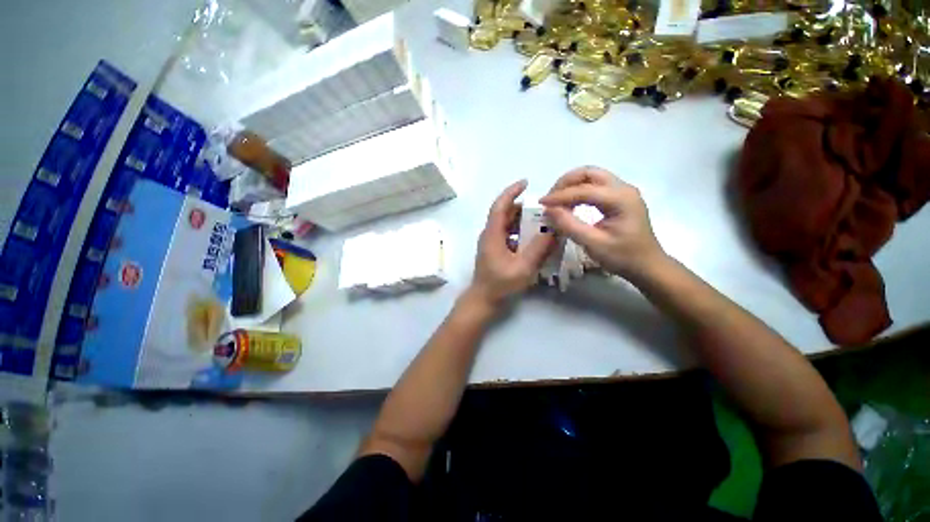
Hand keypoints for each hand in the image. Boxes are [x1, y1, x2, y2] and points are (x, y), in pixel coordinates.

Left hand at [470, 180, 553, 305]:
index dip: (511, 192)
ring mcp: (491, 243)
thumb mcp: (522, 267)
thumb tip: (553, 230)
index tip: (525, 182)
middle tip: (543, 208)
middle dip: (523, 208)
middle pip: (505, 214)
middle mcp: (490, 235)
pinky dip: (521, 233)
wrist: (483, 300)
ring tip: (542, 222)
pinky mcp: (495, 251)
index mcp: (492, 234)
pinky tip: (534, 240)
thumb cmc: (500, 285)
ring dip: (523, 221)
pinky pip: (509, 235)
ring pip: (507, 225)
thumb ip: (538, 248)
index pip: (500, 206)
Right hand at [540, 166, 665, 279]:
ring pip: (591, 177)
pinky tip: (570, 204)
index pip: (584, 189)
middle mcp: (623, 188)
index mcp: (620, 198)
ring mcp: (622, 191)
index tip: (541, 203)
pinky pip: (595, 186)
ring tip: (557, 201)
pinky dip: (579, 191)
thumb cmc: (622, 257)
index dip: (560, 195)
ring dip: (571, 185)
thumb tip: (549, 210)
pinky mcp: (619, 198)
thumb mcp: (593, 244)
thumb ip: (570, 225)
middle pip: (589, 173)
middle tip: (550, 199)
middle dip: (565, 182)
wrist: (647, 265)